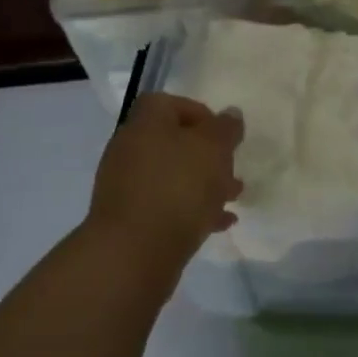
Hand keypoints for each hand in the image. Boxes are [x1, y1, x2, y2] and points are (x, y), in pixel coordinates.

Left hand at [87, 93, 243, 271]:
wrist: (133, 253)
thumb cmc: (178, 187)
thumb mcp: (213, 149)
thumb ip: (225, 128)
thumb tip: (230, 114)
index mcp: (145, 121)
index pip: (171, 103)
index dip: (201, 114)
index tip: (224, 136)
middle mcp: (130, 147)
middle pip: (173, 141)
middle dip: (207, 155)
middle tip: (231, 171)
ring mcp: (125, 185)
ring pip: (171, 175)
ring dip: (202, 184)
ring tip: (232, 199)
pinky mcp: (128, 219)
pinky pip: (164, 205)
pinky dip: (190, 210)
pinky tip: (217, 224)